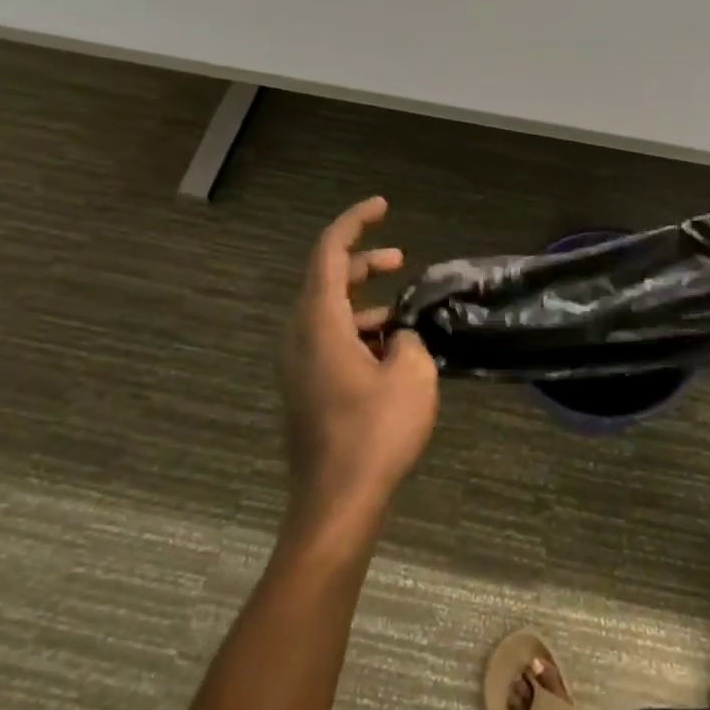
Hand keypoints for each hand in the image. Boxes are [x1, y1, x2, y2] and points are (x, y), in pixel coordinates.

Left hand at [280, 197, 438, 529]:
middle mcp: (299, 337)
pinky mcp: (306, 388)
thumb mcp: (412, 376)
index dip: (354, 222)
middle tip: (400, 259)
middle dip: (362, 262)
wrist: (336, 503)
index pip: (329, 253)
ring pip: (328, 312)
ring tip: (404, 312)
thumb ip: (409, 340)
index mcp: (319, 323)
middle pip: (325, 279)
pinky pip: (328, 339)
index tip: (382, 206)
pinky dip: (358, 330)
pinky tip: (391, 350)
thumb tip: (399, 338)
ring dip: (363, 301)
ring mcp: (298, 365)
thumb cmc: (374, 433)